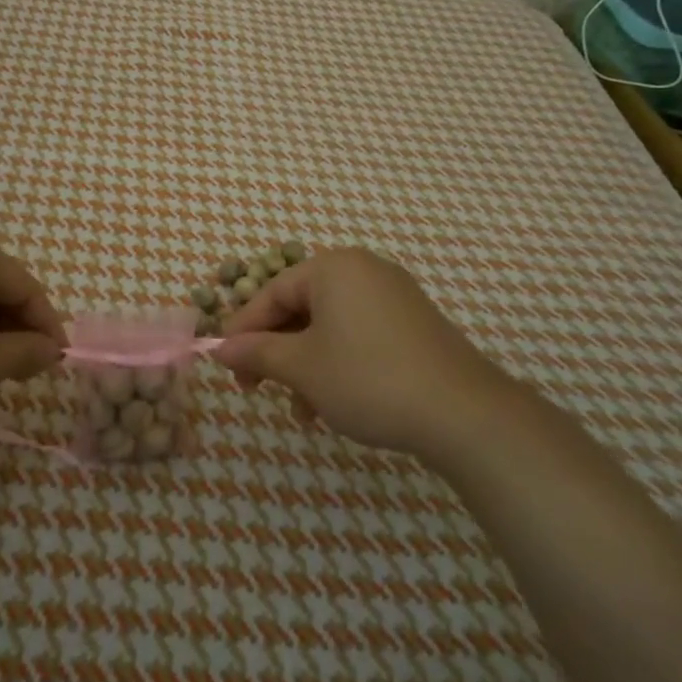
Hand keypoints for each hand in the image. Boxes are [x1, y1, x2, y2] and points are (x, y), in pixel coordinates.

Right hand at [214, 248, 504, 453]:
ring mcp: (393, 296)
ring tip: (302, 412)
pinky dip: (337, 364)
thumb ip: (256, 352)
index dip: (242, 329)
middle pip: (300, 308)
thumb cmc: (368, 378)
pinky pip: (358, 335)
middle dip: (276, 353)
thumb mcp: (302, 367)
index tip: (224, 363)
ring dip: (306, 367)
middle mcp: (363, 271)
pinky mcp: (413, 324)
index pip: (271, 293)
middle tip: (257, 390)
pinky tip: (333, 405)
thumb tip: (218, 348)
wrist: (464, 414)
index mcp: (333, 268)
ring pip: (328, 327)